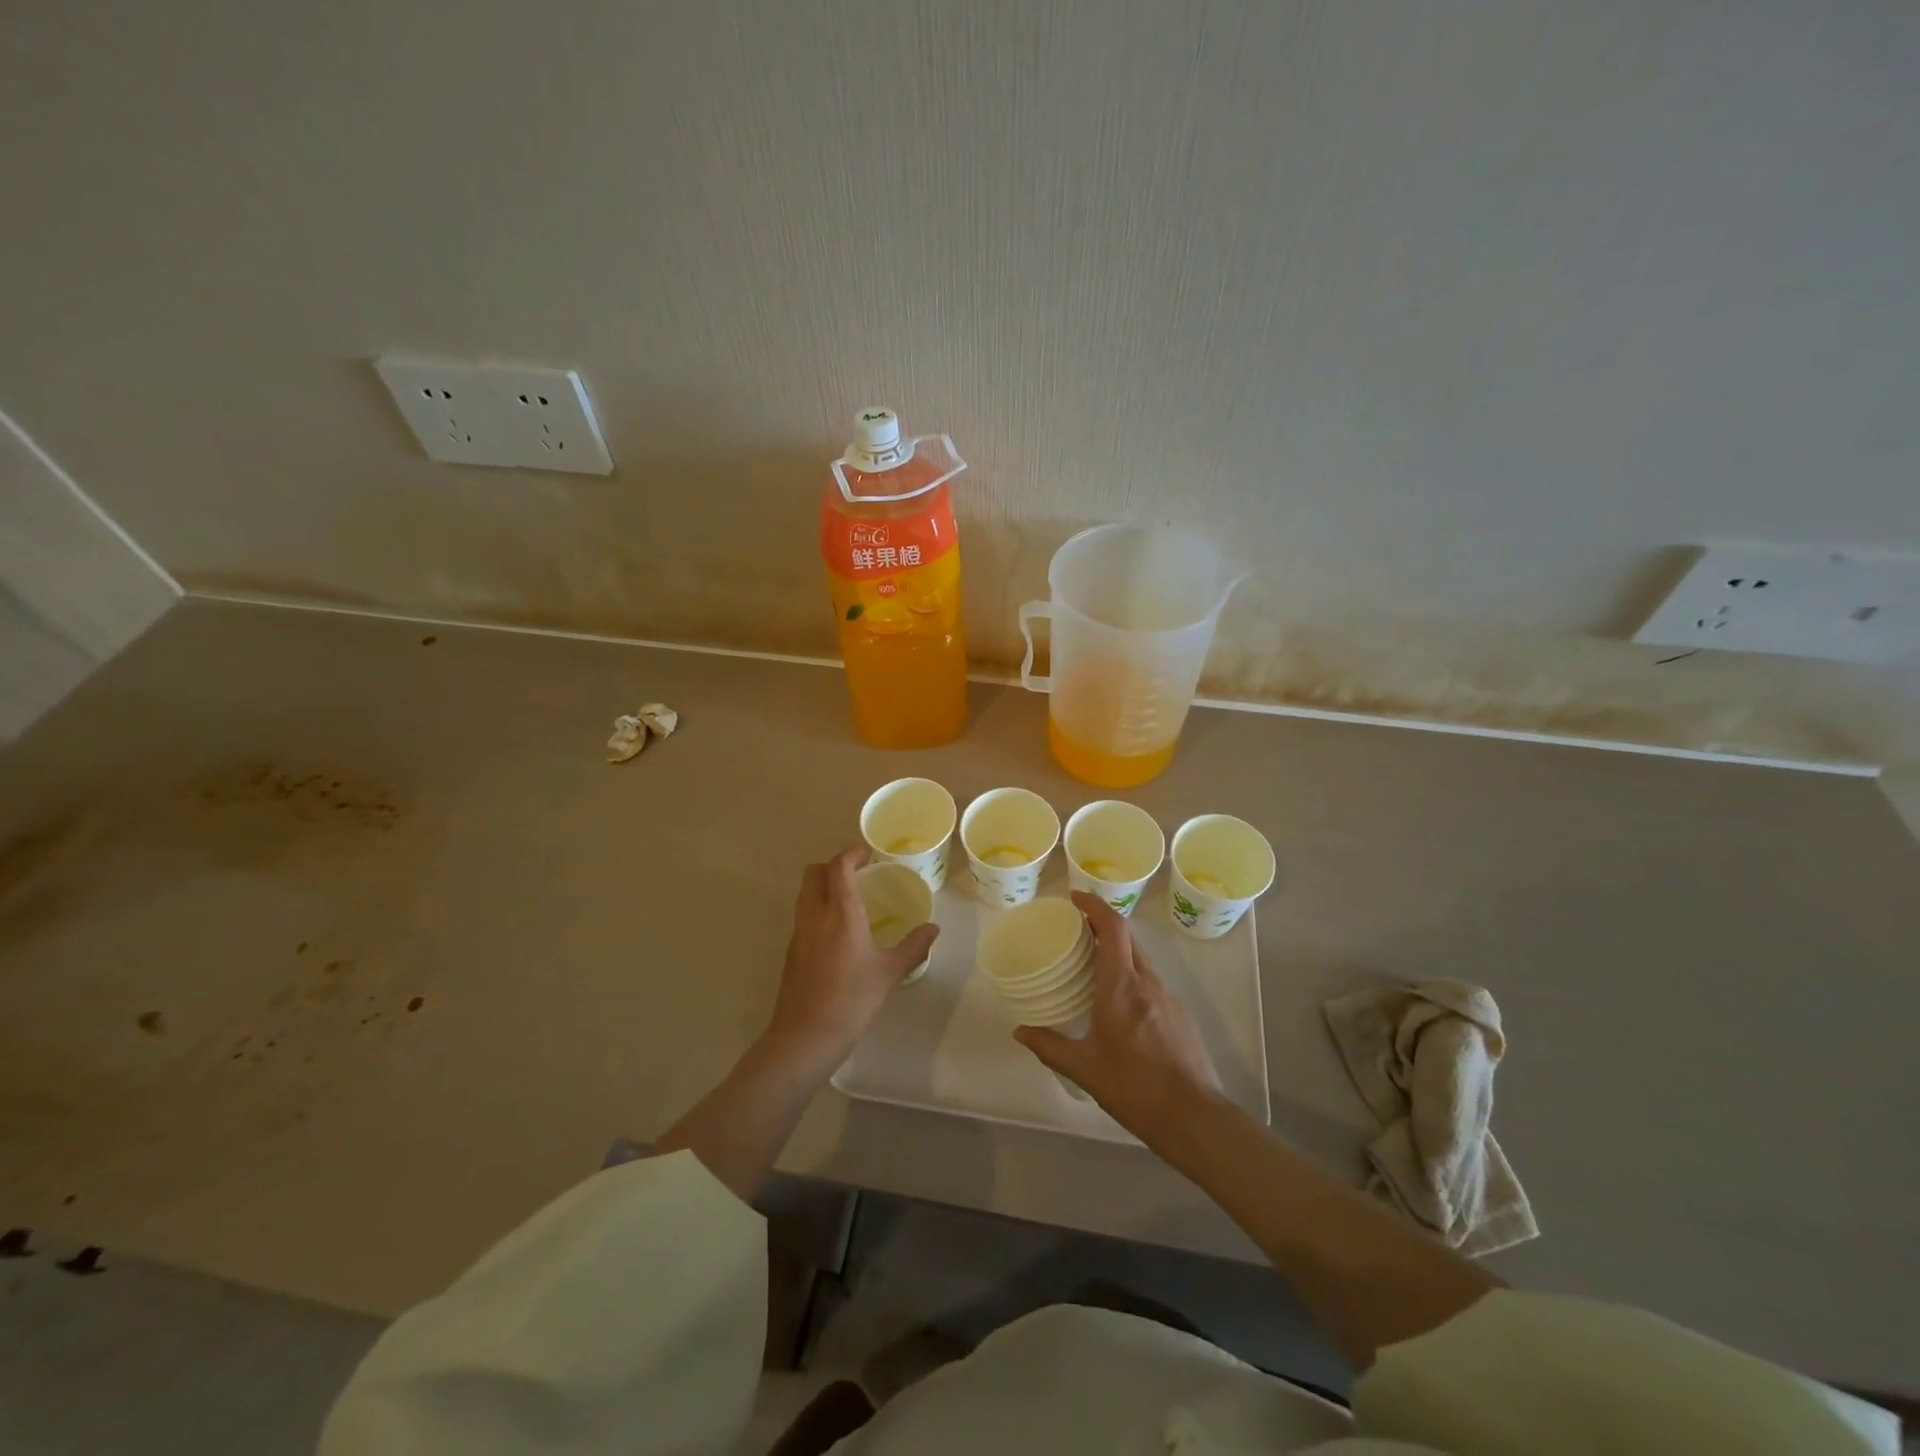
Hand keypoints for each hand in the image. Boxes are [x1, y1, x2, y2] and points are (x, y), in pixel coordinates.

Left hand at [765, 848, 939, 1064]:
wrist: (805, 1036)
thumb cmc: (852, 999)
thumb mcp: (888, 972)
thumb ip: (912, 947)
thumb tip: (933, 928)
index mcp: (840, 912)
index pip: (839, 866)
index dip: (851, 854)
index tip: (868, 855)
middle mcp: (814, 915)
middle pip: (814, 873)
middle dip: (833, 866)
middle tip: (857, 874)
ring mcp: (798, 933)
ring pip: (805, 894)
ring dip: (822, 887)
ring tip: (849, 900)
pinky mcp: (791, 952)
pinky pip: (802, 916)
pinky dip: (817, 910)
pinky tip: (836, 933)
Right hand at [1015, 892, 1221, 1145]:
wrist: (1194, 1117)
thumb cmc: (1134, 1087)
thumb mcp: (1085, 1069)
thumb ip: (1050, 1046)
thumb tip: (1020, 1031)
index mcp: (1121, 985)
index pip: (1113, 927)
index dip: (1094, 905)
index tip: (1074, 898)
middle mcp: (1147, 981)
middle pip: (1127, 937)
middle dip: (1102, 924)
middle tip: (1075, 929)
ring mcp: (1168, 996)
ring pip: (1140, 958)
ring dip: (1117, 951)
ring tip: (1092, 964)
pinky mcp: (1180, 1013)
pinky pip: (1151, 981)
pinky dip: (1131, 975)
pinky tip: (1118, 1002)